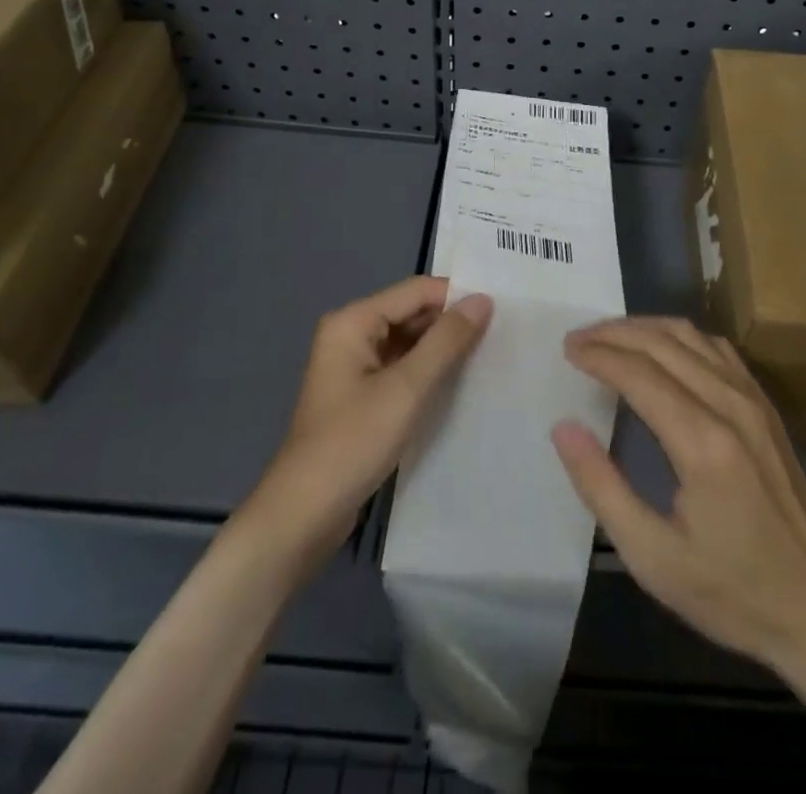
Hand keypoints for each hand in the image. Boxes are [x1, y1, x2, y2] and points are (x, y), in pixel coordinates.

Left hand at [252, 276, 491, 568]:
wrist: (304, 515)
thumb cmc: (353, 442)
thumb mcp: (407, 388)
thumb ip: (447, 341)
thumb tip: (483, 299)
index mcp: (353, 321)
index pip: (416, 291)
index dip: (457, 296)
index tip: (501, 309)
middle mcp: (351, 334)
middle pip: (411, 313)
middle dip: (451, 322)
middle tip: (501, 332)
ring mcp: (354, 367)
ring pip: (409, 342)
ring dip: (443, 348)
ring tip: (489, 354)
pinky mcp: (361, 396)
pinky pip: (402, 368)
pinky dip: (428, 371)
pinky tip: (459, 382)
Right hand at [551, 317, 805, 677]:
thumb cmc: (732, 592)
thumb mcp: (653, 557)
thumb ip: (602, 487)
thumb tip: (563, 427)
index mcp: (703, 441)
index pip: (639, 373)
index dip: (599, 355)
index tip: (567, 350)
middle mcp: (730, 405)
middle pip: (663, 343)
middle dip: (615, 333)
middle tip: (577, 339)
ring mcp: (754, 401)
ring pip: (692, 336)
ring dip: (646, 328)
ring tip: (609, 337)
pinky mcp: (766, 407)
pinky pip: (718, 349)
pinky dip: (680, 337)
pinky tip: (663, 348)